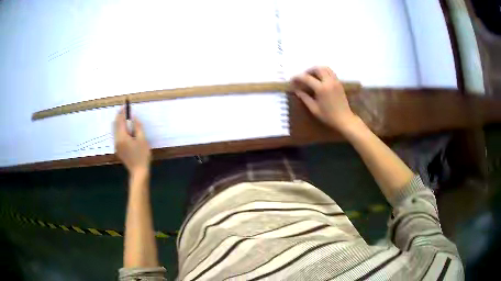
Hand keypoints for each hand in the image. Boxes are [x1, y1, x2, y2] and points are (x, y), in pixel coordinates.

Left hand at [114, 108, 150, 174]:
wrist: (139, 171)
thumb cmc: (142, 155)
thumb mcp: (142, 140)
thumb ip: (137, 127)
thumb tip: (134, 118)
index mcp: (122, 137)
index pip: (120, 121)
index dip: (122, 112)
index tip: (125, 106)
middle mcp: (117, 140)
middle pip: (115, 125)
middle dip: (119, 116)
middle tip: (124, 110)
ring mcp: (116, 145)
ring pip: (115, 130)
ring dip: (119, 123)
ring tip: (125, 118)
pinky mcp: (118, 149)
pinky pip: (117, 136)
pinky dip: (120, 129)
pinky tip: (125, 129)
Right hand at [292, 66, 358, 131]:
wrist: (345, 119)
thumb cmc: (328, 116)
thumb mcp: (314, 109)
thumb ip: (305, 98)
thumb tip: (297, 90)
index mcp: (321, 88)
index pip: (307, 78)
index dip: (298, 78)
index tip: (292, 80)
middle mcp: (329, 82)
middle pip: (317, 69)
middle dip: (308, 71)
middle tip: (303, 77)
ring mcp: (335, 81)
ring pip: (325, 68)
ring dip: (317, 69)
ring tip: (311, 76)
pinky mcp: (339, 83)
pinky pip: (330, 72)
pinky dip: (324, 72)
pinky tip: (320, 79)